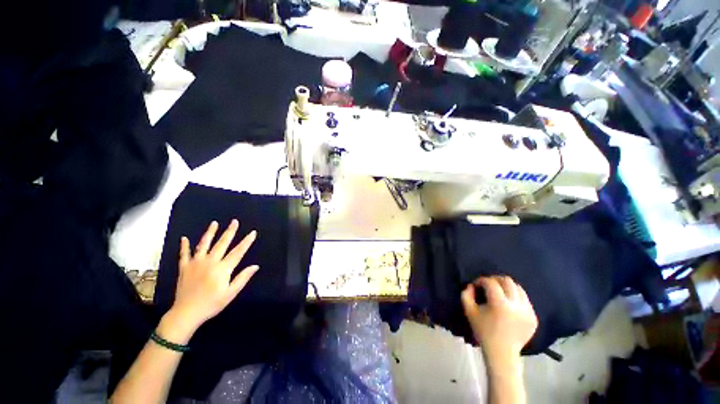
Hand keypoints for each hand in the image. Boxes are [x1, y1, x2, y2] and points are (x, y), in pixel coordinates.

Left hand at [169, 220, 258, 335]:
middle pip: (222, 244)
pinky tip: (184, 238)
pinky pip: (184, 254)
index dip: (246, 242)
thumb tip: (255, 266)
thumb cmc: (211, 304)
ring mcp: (195, 263)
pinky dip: (184, 246)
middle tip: (234, 221)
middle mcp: (210, 262)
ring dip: (210, 233)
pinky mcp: (184, 268)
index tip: (253, 232)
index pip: (238, 252)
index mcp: (222, 269)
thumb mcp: (231, 293)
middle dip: (230, 232)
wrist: (185, 313)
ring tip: (214, 223)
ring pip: (203, 244)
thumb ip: (243, 278)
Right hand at [461, 276, 537, 371]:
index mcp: (500, 304)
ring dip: (507, 287)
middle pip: (507, 281)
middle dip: (495, 279)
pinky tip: (508, 304)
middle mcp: (517, 306)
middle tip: (488, 285)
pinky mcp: (533, 318)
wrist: (502, 354)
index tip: (476, 285)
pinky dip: (515, 297)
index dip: (481, 280)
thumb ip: (466, 295)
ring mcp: (528, 312)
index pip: (491, 283)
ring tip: (499, 292)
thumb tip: (471, 285)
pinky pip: (525, 300)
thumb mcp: (469, 312)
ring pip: (519, 288)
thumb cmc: (483, 332)